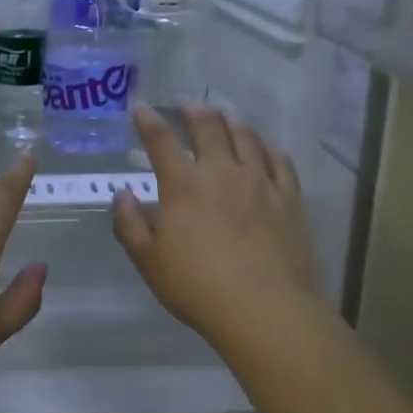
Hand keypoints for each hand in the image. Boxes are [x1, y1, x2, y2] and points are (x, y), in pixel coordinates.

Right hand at [112, 103, 319, 352]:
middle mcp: (222, 172)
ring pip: (247, 139)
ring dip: (233, 123)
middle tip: (190, 105)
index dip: (148, 121)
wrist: (263, 307)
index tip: (141, 108)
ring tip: (226, 117)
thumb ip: (131, 225)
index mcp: (183, 185)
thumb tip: (123, 195)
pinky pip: (280, 161)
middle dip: (195, 112)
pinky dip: (269, 148)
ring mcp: (260, 182)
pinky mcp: (289, 198)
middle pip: (209, 129)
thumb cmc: (197, 286)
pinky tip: (266, 148)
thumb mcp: (149, 261)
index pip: (161, 142)